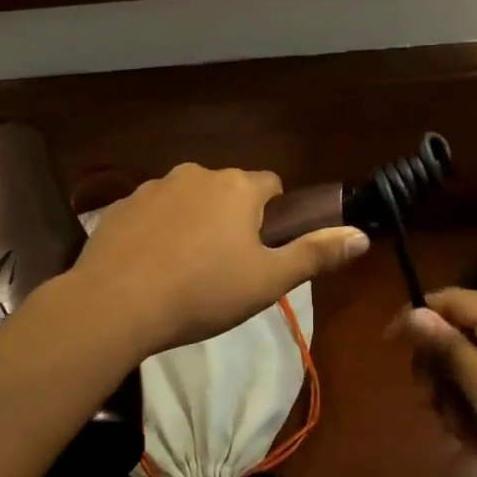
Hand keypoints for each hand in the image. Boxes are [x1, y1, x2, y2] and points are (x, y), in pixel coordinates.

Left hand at [72, 164, 368, 356]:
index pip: (272, 186)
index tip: (264, 250)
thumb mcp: (269, 280)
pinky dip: (159, 230)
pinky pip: (154, 211)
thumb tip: (361, 236)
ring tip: (186, 270)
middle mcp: (198, 173)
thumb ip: (316, 254)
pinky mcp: (121, 204)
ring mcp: (155, 186)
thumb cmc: (203, 292)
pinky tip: (151, 266)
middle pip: (229, 190)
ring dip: (195, 222)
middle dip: (233, 219)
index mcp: (238, 187)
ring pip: (189, 199)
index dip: (274, 216)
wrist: (116, 303)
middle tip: (227, 267)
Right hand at [395, 289, 476, 476]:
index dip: (416, 321)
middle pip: (458, 331)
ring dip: (456, 393)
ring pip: (471, 360)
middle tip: (433, 406)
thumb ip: (448, 348)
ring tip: (460, 430)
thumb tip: (412, 311)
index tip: (389, 351)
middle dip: (438, 368)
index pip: (448, 299)